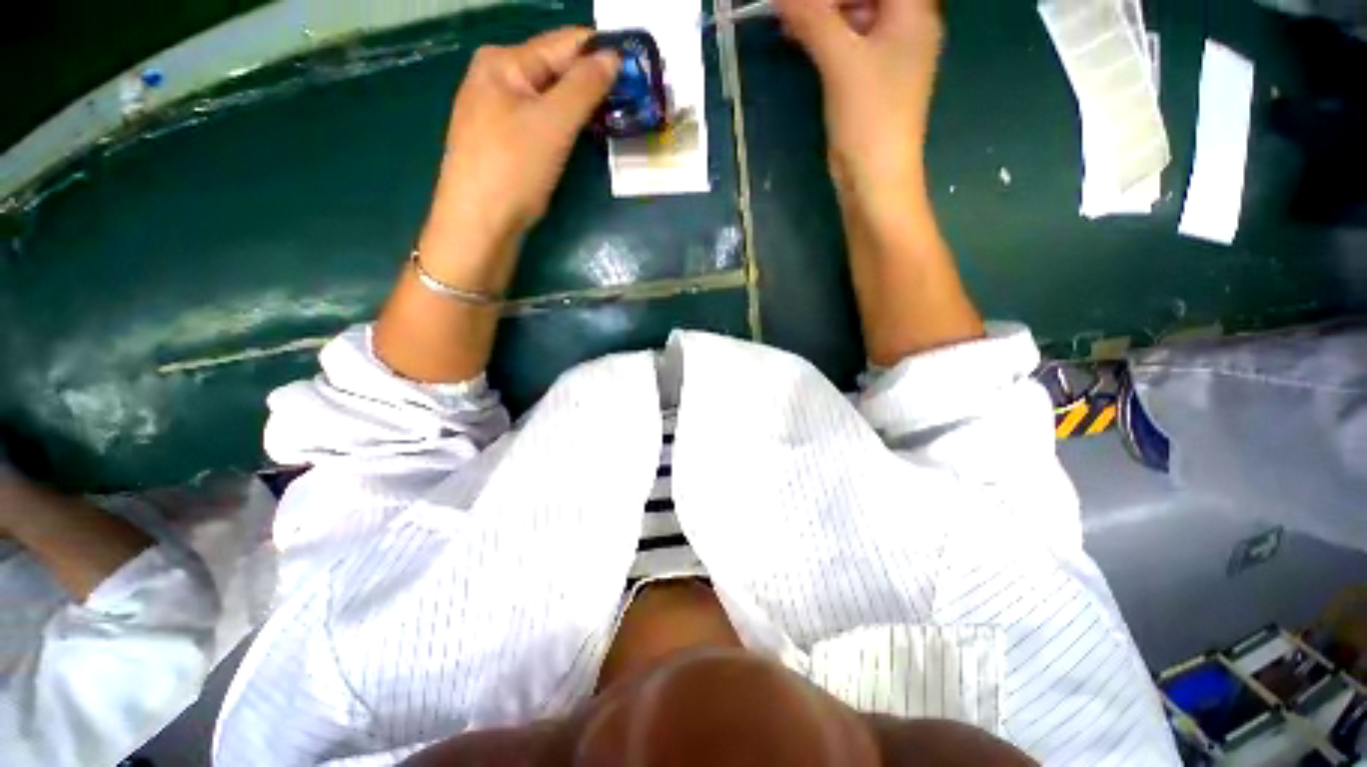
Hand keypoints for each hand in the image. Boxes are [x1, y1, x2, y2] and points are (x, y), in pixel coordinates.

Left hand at [422, 27, 618, 291]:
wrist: (479, 224)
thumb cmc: (513, 169)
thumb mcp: (553, 123)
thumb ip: (584, 86)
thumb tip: (613, 57)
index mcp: (504, 61)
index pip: (564, 43)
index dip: (603, 53)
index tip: (638, 69)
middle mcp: (497, 78)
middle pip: (556, 69)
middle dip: (593, 82)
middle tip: (632, 99)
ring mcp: (498, 111)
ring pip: (551, 98)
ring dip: (582, 106)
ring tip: (616, 117)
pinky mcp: (505, 140)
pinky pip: (543, 121)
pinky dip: (566, 125)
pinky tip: (584, 135)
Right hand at [775, 0, 943, 203]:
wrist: (874, 179)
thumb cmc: (869, 118)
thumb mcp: (841, 61)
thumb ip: (813, 18)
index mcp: (913, 10)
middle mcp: (906, 24)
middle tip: (791, 5)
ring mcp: (888, 53)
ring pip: (853, 15)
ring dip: (820, 12)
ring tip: (786, 15)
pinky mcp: (869, 78)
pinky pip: (846, 41)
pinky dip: (822, 35)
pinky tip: (796, 35)